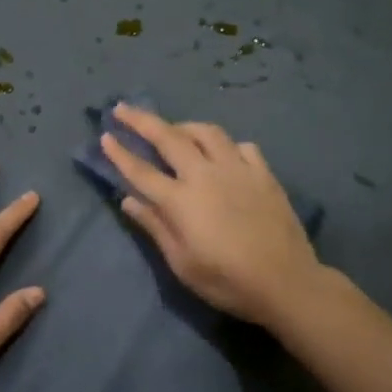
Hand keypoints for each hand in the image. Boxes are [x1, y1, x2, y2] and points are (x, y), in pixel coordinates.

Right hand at [100, 103, 322, 328]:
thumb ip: (155, 226)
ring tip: (174, 129)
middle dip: (142, 120)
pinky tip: (222, 154)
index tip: (105, 136)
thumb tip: (129, 200)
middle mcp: (206, 175)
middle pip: (169, 137)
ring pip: (207, 132)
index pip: (141, 171)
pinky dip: (225, 145)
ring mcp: (237, 170)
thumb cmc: (227, 281)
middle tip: (123, 108)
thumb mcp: (182, 263)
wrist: (286, 283)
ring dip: (184, 126)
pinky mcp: (263, 174)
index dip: (120, 153)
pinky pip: (241, 146)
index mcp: (181, 200)